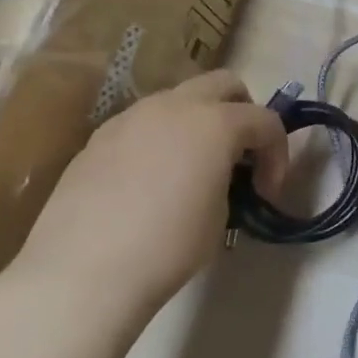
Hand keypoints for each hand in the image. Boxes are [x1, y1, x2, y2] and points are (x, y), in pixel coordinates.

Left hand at [9, 72, 287, 329]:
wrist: (81, 273)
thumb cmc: (168, 246)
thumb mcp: (222, 214)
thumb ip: (229, 180)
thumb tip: (220, 177)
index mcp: (215, 122)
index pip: (266, 120)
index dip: (277, 154)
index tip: (268, 192)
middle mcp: (174, 106)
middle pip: (224, 84)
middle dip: (242, 113)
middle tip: (240, 156)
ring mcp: (130, 118)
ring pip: (179, 100)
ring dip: (199, 122)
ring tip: (194, 168)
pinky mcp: (98, 139)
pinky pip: (143, 124)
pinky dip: (162, 139)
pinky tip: (153, 181)